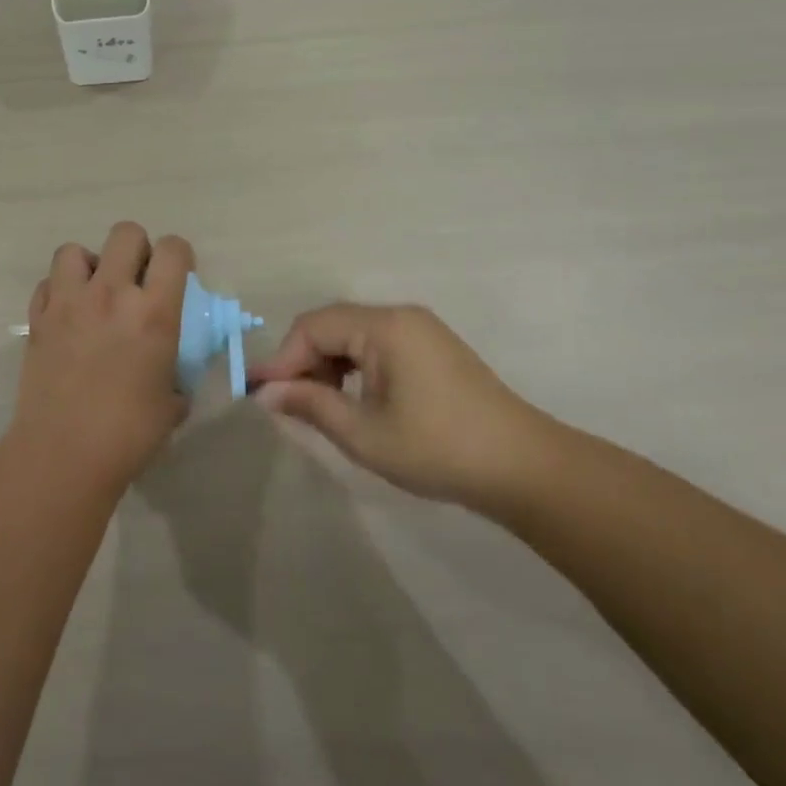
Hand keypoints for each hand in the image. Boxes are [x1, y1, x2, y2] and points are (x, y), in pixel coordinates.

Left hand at [7, 223, 193, 492]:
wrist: (64, 453)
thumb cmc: (129, 434)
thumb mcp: (172, 402)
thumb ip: (176, 376)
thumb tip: (172, 375)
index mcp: (154, 312)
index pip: (173, 250)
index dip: (179, 255)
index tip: (177, 275)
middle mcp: (111, 294)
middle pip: (126, 233)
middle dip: (137, 249)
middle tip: (136, 280)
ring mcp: (68, 302)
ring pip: (75, 250)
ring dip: (90, 264)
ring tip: (94, 291)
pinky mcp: (38, 318)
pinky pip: (47, 283)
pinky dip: (58, 291)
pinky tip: (67, 315)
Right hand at [249, 303, 558, 506]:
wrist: (525, 468)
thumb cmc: (438, 449)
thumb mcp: (363, 433)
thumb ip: (310, 405)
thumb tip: (265, 393)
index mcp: (384, 327)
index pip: (312, 327)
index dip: (282, 359)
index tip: (260, 395)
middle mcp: (401, 317)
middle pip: (331, 325)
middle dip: (303, 361)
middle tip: (287, 403)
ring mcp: (420, 330)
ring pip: (352, 335)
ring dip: (327, 365)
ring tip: (317, 406)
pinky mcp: (432, 348)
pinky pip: (376, 345)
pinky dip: (353, 367)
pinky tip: (351, 400)